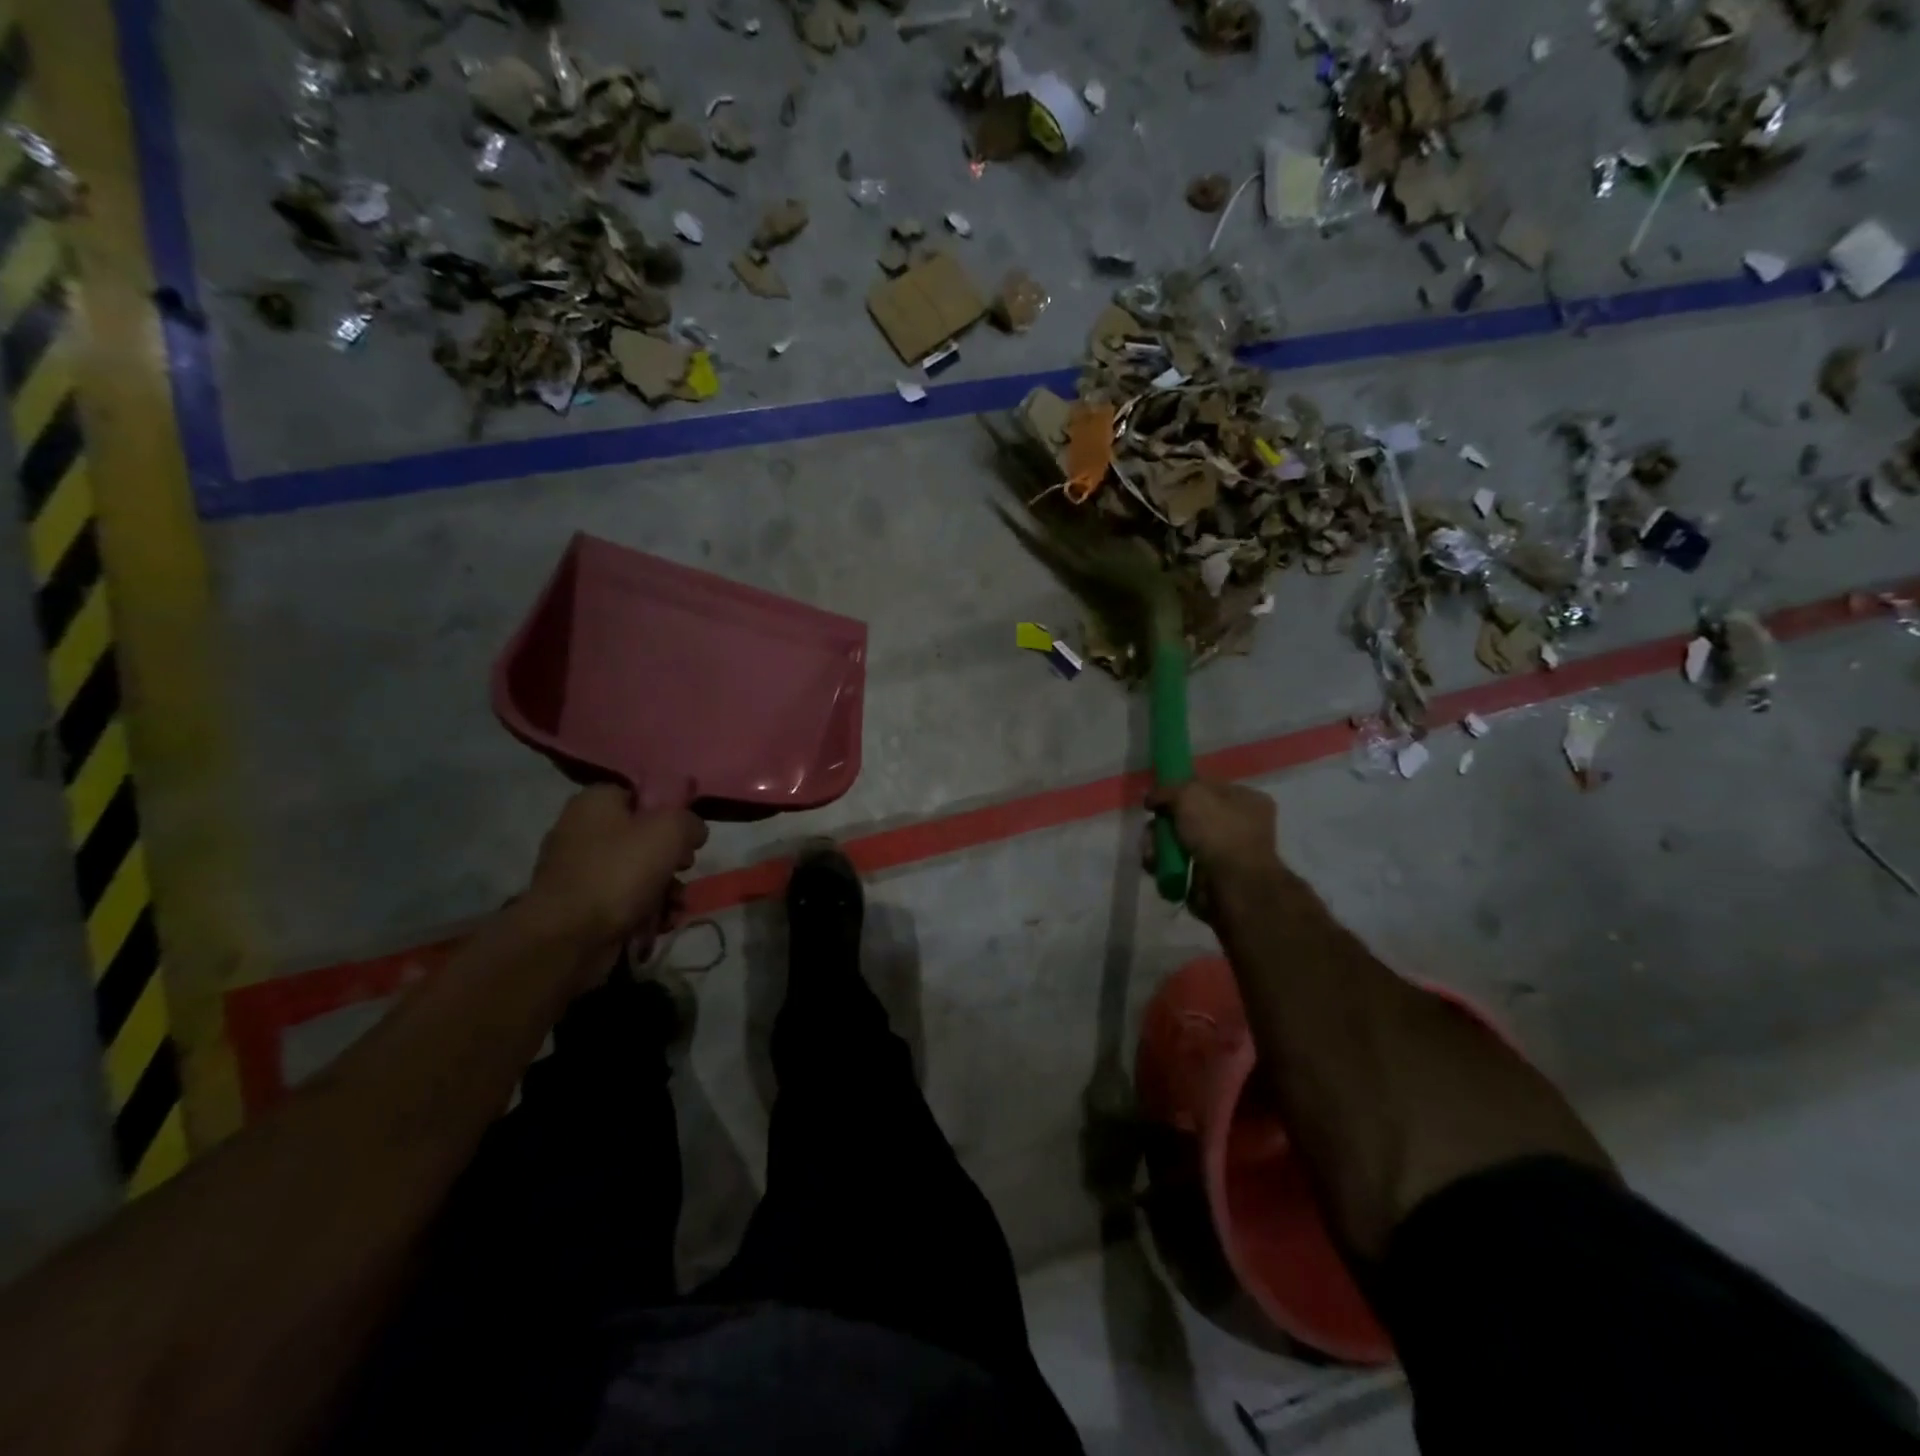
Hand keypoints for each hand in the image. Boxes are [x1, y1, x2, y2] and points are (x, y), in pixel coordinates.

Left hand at [527, 786, 708, 952]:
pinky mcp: (581, 906)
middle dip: (672, 858)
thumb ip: (690, 821)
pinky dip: (646, 911)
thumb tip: (693, 833)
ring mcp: (579, 871)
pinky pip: (624, 901)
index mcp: (595, 802)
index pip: (641, 795)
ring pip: (638, 872)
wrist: (569, 937)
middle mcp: (581, 831)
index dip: (670, 812)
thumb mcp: (670, 831)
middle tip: (683, 868)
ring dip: (665, 889)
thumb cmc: (619, 872)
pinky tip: (660, 923)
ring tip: (676, 905)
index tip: (687, 834)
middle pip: (643, 837)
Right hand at [1146, 779, 1282, 915]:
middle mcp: (1238, 825)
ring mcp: (1224, 854)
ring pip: (1178, 842)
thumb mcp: (1190, 794)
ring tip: (1151, 853)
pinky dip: (1163, 865)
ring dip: (1158, 846)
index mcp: (1246, 800)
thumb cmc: (1219, 832)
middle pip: (1187, 816)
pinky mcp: (1208, 879)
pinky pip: (1177, 865)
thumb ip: (1167, 790)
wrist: (1233, 887)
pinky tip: (1156, 866)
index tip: (1158, 800)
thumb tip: (1152, 799)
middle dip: (1163, 824)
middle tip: (1152, 831)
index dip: (1179, 790)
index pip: (1205, 787)